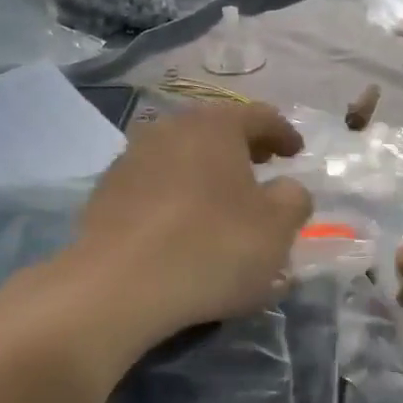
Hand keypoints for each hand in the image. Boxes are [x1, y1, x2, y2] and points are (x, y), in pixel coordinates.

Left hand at [70, 102, 313, 341]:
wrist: (120, 286)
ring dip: (204, 173)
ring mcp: (130, 160)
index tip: (296, 152)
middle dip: (242, 149)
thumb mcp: (277, 229)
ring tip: (220, 201)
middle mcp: (168, 130)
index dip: (284, 132)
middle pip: (214, 131)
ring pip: (180, 157)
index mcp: (214, 127)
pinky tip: (181, 225)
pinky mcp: (106, 194)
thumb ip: (293, 199)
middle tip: (261, 167)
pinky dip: (175, 196)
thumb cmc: (213, 248)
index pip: (259, 116)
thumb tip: (286, 189)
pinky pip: (153, 185)